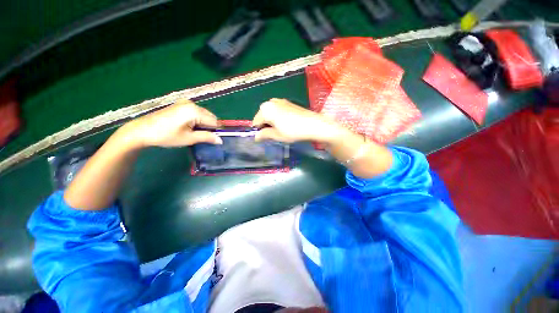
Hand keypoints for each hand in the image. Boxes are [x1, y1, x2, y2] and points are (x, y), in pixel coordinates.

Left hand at [125, 99, 221, 147]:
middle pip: (210, 117)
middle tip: (202, 137)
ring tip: (194, 132)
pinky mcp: (180, 105)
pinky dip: (197, 120)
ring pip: (204, 115)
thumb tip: (220, 140)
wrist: (142, 130)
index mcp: (194, 111)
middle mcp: (192, 104)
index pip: (214, 121)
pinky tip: (189, 127)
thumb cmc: (166, 135)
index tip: (214, 140)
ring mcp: (185, 103)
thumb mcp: (189, 138)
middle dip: (210, 127)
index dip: (216, 131)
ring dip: (203, 124)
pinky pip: (196, 112)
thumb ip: (207, 137)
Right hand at [252, 98, 346, 143]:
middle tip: (274, 134)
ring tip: (280, 130)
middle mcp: (270, 102)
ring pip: (269, 113)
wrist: (312, 124)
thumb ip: (264, 135)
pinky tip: (285, 123)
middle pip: (262, 116)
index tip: (265, 138)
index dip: (259, 131)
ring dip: (271, 121)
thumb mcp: (277, 135)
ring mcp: (280, 100)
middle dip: (265, 125)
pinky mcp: (287, 102)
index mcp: (265, 109)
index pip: (255, 122)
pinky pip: (277, 110)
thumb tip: (256, 137)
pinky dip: (277, 117)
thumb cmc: (292, 131)